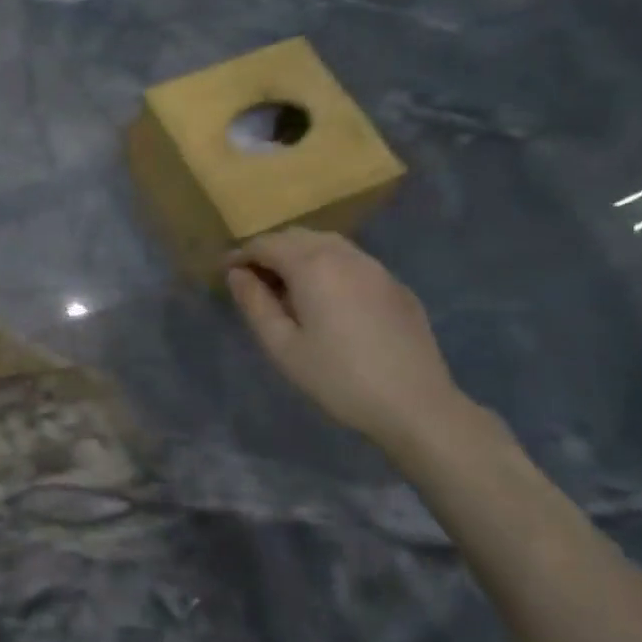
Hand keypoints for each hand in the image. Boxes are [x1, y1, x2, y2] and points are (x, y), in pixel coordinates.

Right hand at [227, 229, 471, 453]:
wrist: (416, 405)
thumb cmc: (338, 378)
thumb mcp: (282, 346)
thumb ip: (254, 303)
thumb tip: (237, 274)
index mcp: (312, 265)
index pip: (266, 244)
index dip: (241, 255)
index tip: (225, 273)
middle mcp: (344, 255)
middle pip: (297, 237)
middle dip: (270, 251)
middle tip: (253, 281)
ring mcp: (376, 267)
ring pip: (327, 244)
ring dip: (300, 255)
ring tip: (287, 288)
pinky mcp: (395, 286)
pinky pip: (352, 262)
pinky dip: (328, 267)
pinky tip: (327, 299)